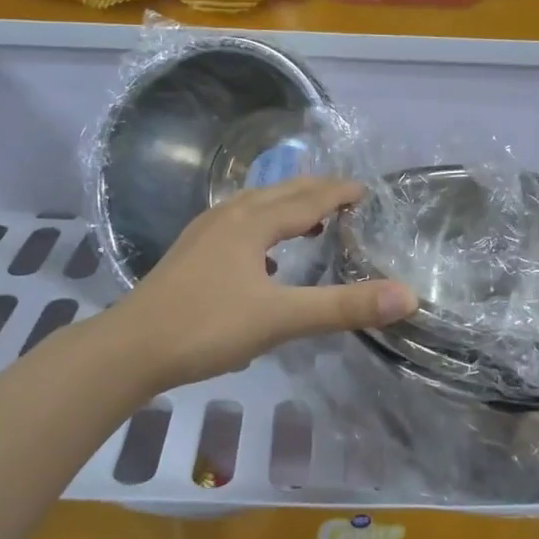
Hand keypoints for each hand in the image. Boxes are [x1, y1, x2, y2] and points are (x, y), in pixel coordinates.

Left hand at [108, 176, 416, 395]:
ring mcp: (204, 233)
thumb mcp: (281, 319)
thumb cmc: (207, 327)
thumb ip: (343, 307)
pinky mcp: (190, 254)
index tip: (365, 190)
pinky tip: (263, 259)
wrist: (131, 347)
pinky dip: (262, 230)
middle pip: (279, 194)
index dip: (339, 193)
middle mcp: (228, 217)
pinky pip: (236, 227)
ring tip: (310, 221)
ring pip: (254, 208)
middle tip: (345, 197)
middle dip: (314, 192)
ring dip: (286, 208)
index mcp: (252, 223)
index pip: (307, 198)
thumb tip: (408, 295)